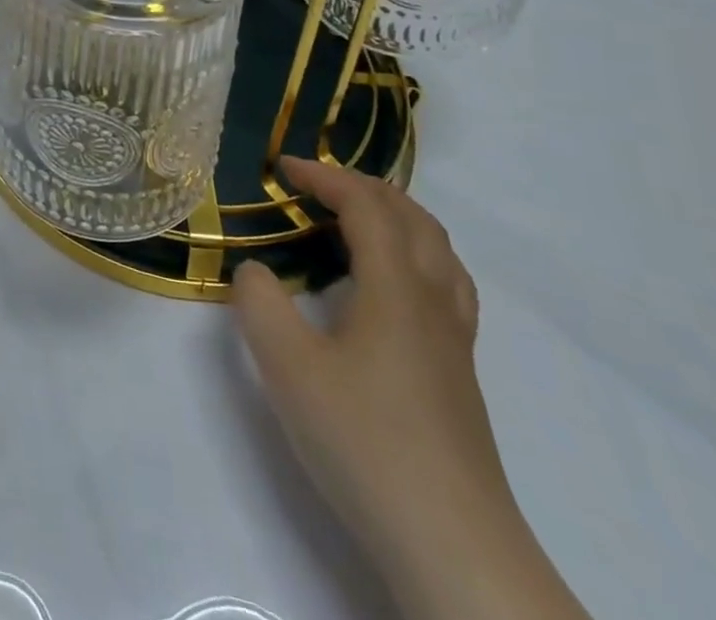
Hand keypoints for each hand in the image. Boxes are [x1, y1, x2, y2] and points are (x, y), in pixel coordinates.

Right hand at [233, 158, 586, 619]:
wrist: (451, 546)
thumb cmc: (363, 440)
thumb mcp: (286, 365)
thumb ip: (259, 302)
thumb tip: (256, 272)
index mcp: (397, 289)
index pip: (367, 207)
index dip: (324, 177)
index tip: (281, 168)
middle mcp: (434, 303)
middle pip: (413, 219)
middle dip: (363, 187)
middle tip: (315, 184)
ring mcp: (455, 342)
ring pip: (440, 252)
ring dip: (396, 217)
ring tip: (356, 219)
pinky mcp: (458, 375)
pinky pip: (446, 286)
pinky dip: (416, 256)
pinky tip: (391, 285)